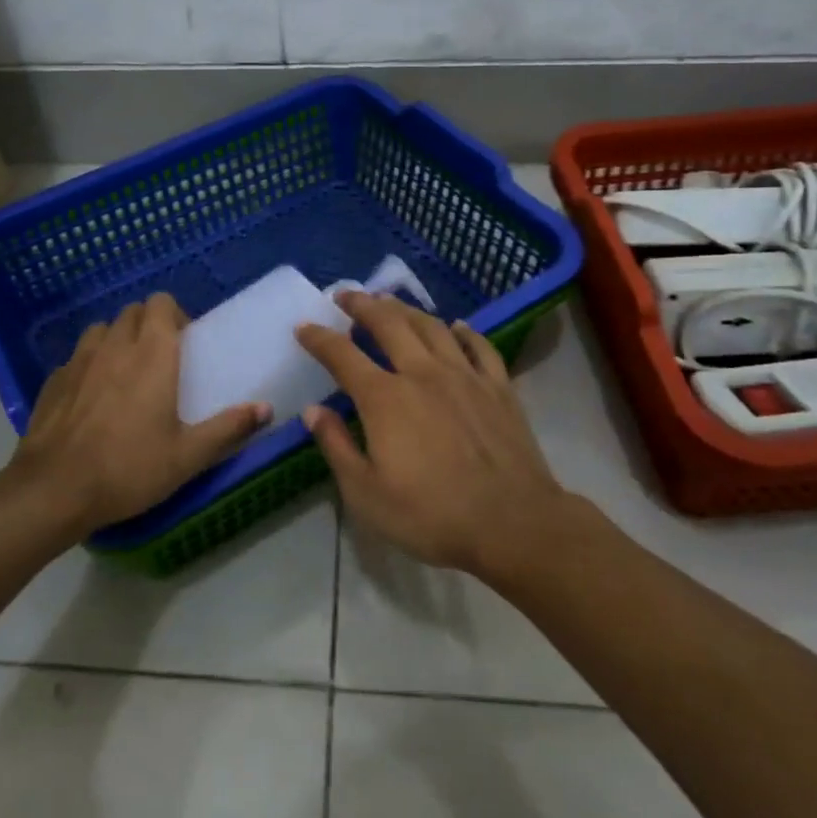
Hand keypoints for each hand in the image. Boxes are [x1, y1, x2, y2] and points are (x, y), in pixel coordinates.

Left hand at [10, 293, 268, 532]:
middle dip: (148, 325)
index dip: (174, 315)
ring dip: (117, 340)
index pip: (161, 303)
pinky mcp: (52, 380)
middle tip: (160, 360)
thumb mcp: (188, 456)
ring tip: (124, 373)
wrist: (53, 489)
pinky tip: (91, 398)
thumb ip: (229, 428)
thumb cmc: (129, 468)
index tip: (185, 342)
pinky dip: (89, 365)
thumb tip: (266, 409)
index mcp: (152, 354)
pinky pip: (77, 358)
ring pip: (102, 330)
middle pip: (132, 312)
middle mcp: (114, 346)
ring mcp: (78, 360)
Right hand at [295, 292, 569, 578]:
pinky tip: (456, 326)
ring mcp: (464, 376)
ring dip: (406, 309)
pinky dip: (464, 331)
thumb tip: (313, 410)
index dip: (319, 338)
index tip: (303, 326)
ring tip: (390, 301)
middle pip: (388, 324)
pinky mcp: (498, 387)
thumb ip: (336, 446)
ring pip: (431, 326)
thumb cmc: (431, 515)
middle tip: (346, 295)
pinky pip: (479, 346)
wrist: (512, 522)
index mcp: (385, 398)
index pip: (342, 355)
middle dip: (362, 305)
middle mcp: (422, 373)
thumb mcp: (366, 494)